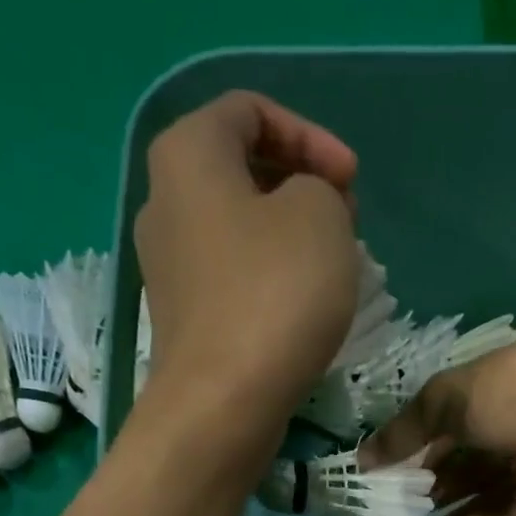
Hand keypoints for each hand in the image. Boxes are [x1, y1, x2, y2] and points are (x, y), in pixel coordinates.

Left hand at [134, 91, 359, 412]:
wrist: (223, 404)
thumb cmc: (273, 295)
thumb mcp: (320, 215)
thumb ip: (320, 186)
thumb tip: (302, 209)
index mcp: (187, 155)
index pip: (249, 111)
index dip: (310, 135)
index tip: (351, 182)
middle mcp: (164, 202)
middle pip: (241, 170)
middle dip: (302, 185)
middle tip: (346, 221)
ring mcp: (168, 267)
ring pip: (239, 228)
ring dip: (290, 236)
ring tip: (332, 265)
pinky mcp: (183, 318)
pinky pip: (232, 277)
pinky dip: (270, 278)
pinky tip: (301, 306)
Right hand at [362, 342, 515, 515]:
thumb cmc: (513, 398)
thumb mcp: (450, 396)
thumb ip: (407, 427)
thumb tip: (364, 459)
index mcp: (501, 389)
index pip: (452, 413)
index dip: (417, 436)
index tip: (384, 460)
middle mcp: (515, 429)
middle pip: (462, 458)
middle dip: (425, 477)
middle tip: (387, 496)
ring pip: (474, 494)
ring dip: (437, 509)